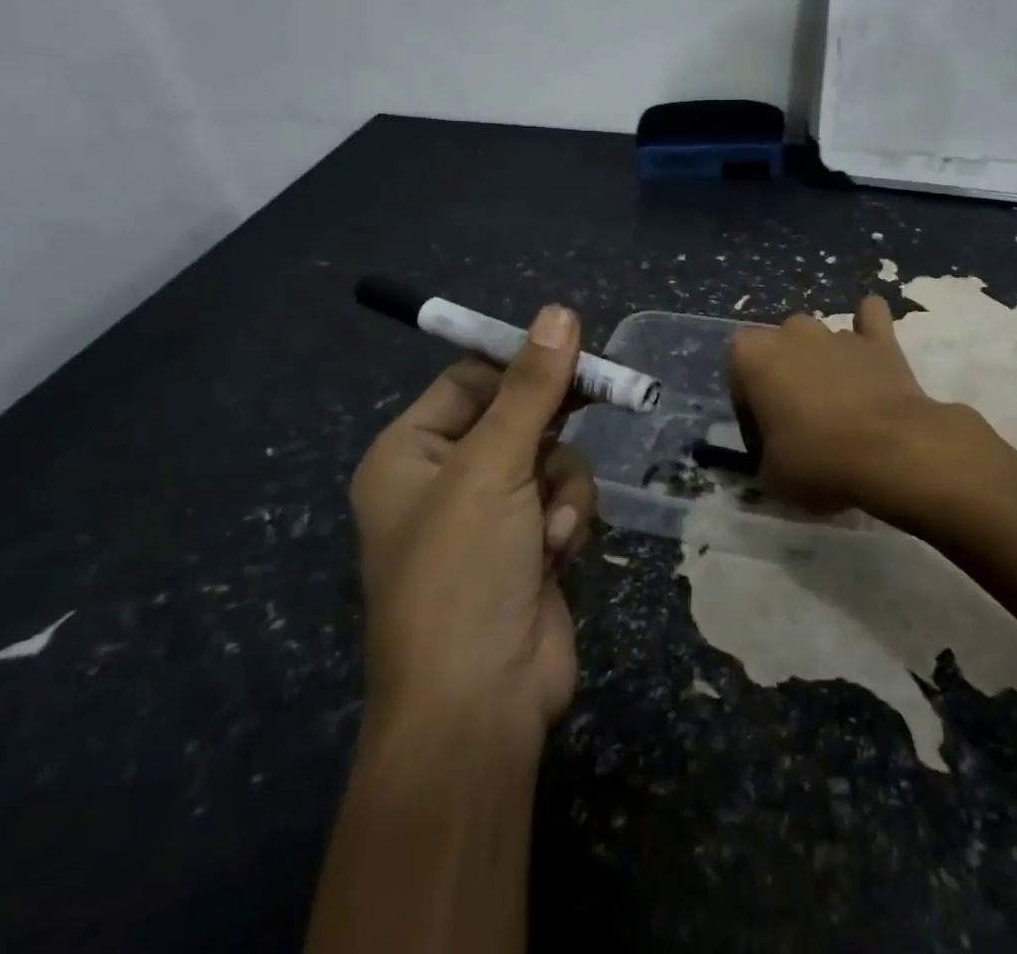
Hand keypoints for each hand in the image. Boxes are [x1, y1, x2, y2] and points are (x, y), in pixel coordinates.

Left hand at [349, 305, 596, 752]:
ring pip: (553, 458)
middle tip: (606, 395)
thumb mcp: (494, 466)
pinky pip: (565, 498)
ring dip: (563, 484)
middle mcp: (445, 478)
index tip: (576, 348)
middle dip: (554, 426)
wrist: (479, 704)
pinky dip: (569, 518)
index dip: (523, 362)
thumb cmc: (463, 571)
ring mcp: (491, 515)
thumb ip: (533, 387)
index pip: (472, 378)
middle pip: (519, 415)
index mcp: (410, 453)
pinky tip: (558, 553)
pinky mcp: (530, 544)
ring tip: (551, 525)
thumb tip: (559, 312)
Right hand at [730, 295, 972, 517]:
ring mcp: (837, 332)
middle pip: (779, 347)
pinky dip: (868, 329)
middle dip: (784, 375)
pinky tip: (870, 349)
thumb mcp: (770, 473)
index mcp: (753, 355)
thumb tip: (776, 449)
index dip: (749, 407)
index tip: (765, 437)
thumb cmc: (817, 460)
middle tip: (798, 419)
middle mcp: (791, 332)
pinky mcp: (880, 339)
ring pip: (819, 336)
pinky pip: (870, 317)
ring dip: (821, 361)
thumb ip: (765, 451)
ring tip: (837, 402)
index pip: (739, 374)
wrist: (891, 451)